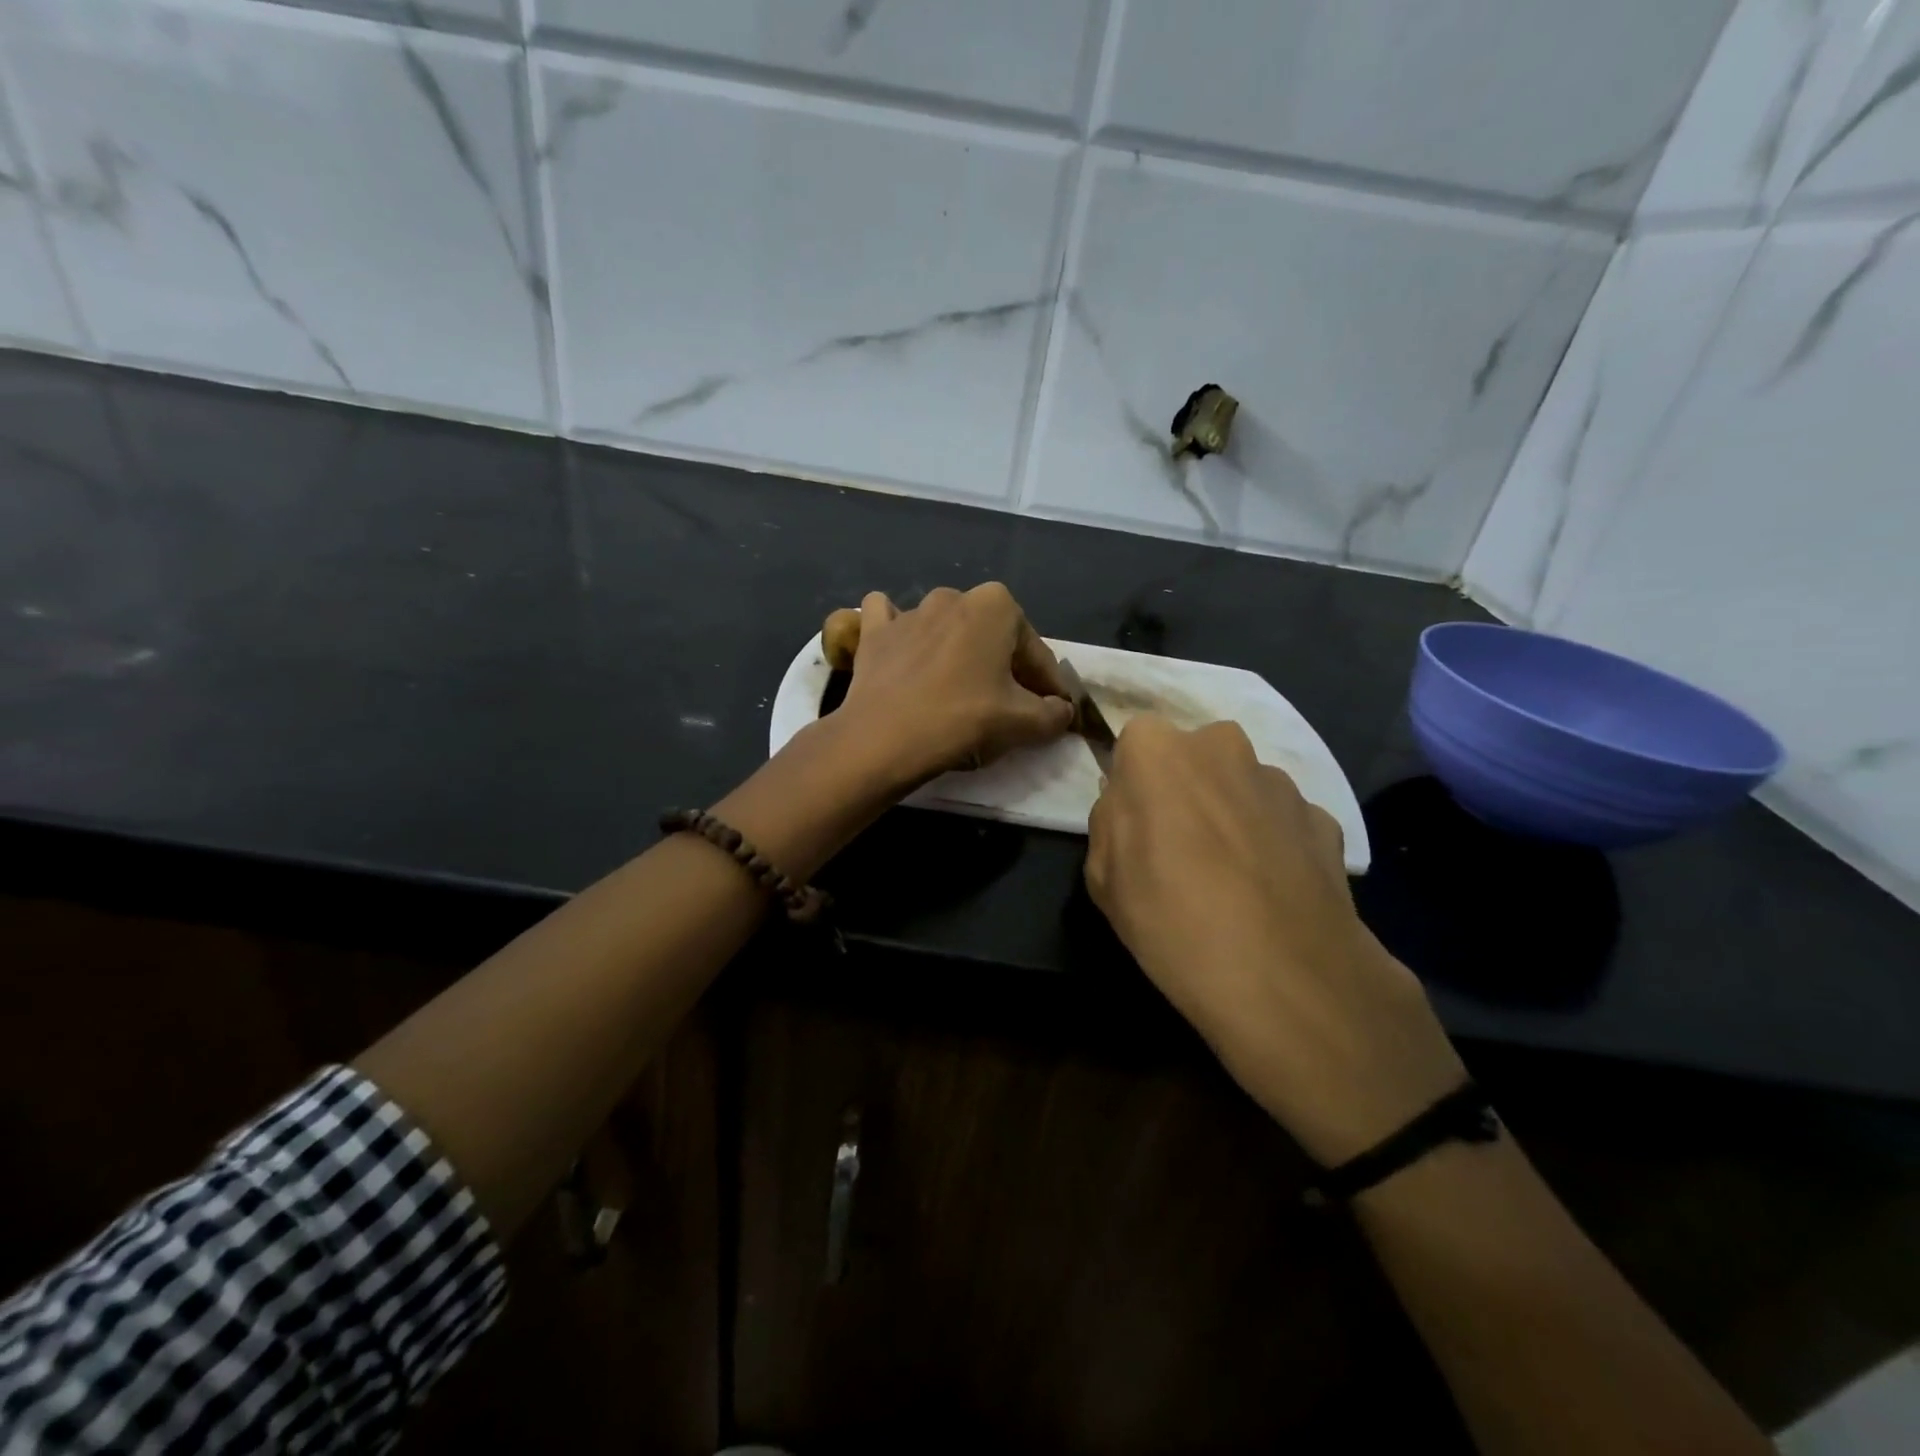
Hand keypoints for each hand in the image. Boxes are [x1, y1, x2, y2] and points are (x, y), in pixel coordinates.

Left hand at [832, 583, 1074, 789]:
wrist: (884, 737)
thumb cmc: (962, 719)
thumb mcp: (1023, 722)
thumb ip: (1054, 713)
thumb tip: (1062, 710)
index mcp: (996, 605)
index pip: (1035, 651)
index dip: (1047, 685)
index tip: (1052, 711)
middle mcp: (954, 596)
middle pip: (991, 637)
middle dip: (1004, 666)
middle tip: (1008, 704)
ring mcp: (909, 610)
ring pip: (945, 627)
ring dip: (958, 651)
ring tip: (959, 690)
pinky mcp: (874, 631)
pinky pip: (890, 621)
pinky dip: (901, 634)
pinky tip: (905, 653)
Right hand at [1085, 715, 1465, 1164]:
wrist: (1285, 977)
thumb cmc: (1169, 918)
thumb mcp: (1102, 875)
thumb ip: (1111, 821)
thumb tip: (1130, 804)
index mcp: (1158, 751)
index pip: (1135, 742)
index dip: (1133, 784)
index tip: (1136, 826)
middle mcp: (1222, 746)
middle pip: (1193, 757)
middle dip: (1185, 790)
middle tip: (1180, 849)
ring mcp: (1280, 781)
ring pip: (1241, 787)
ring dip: (1232, 815)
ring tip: (1231, 880)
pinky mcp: (1325, 819)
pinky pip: (1283, 821)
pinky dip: (1274, 843)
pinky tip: (1270, 893)